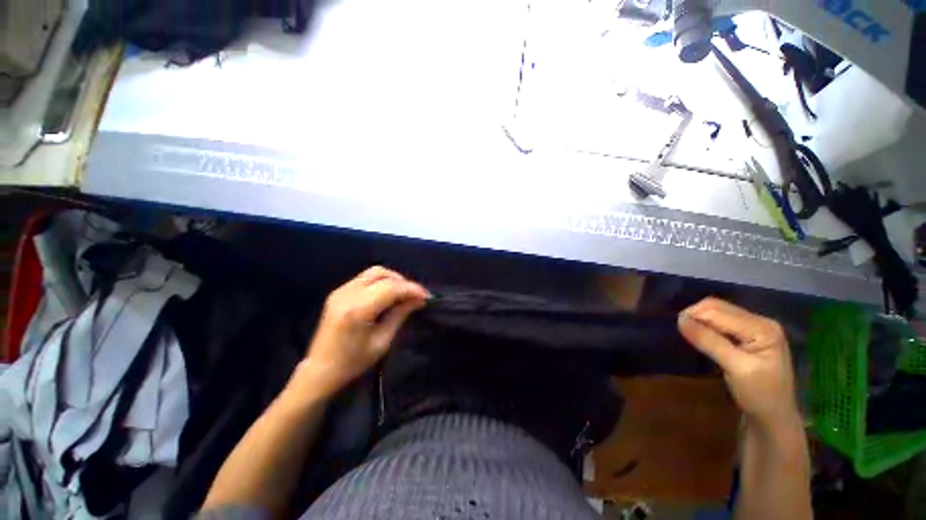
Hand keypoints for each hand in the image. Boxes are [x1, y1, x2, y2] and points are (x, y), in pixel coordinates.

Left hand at [297, 266, 428, 396]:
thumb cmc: (352, 362)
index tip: (426, 296)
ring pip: (373, 272)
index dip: (411, 289)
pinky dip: (381, 282)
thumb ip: (400, 315)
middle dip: (402, 281)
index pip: (390, 288)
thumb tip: (419, 300)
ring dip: (392, 280)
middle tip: (415, 295)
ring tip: (404, 294)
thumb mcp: (382, 342)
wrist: (320, 370)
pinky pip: (365, 278)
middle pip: (381, 273)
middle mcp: (347, 294)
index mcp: (357, 309)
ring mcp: (340, 291)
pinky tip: (388, 295)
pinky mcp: (338, 292)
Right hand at [678, 298, 800, 430]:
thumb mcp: (735, 368)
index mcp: (762, 328)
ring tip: (688, 332)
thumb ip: (709, 342)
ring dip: (700, 319)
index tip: (676, 327)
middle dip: (696, 314)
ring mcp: (756, 327)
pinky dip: (706, 324)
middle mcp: (760, 321)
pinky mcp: (749, 334)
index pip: (719, 311)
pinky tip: (700, 335)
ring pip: (718, 311)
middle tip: (680, 329)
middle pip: (718, 307)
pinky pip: (721, 320)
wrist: (775, 417)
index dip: (694, 315)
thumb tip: (680, 320)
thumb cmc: (759, 395)